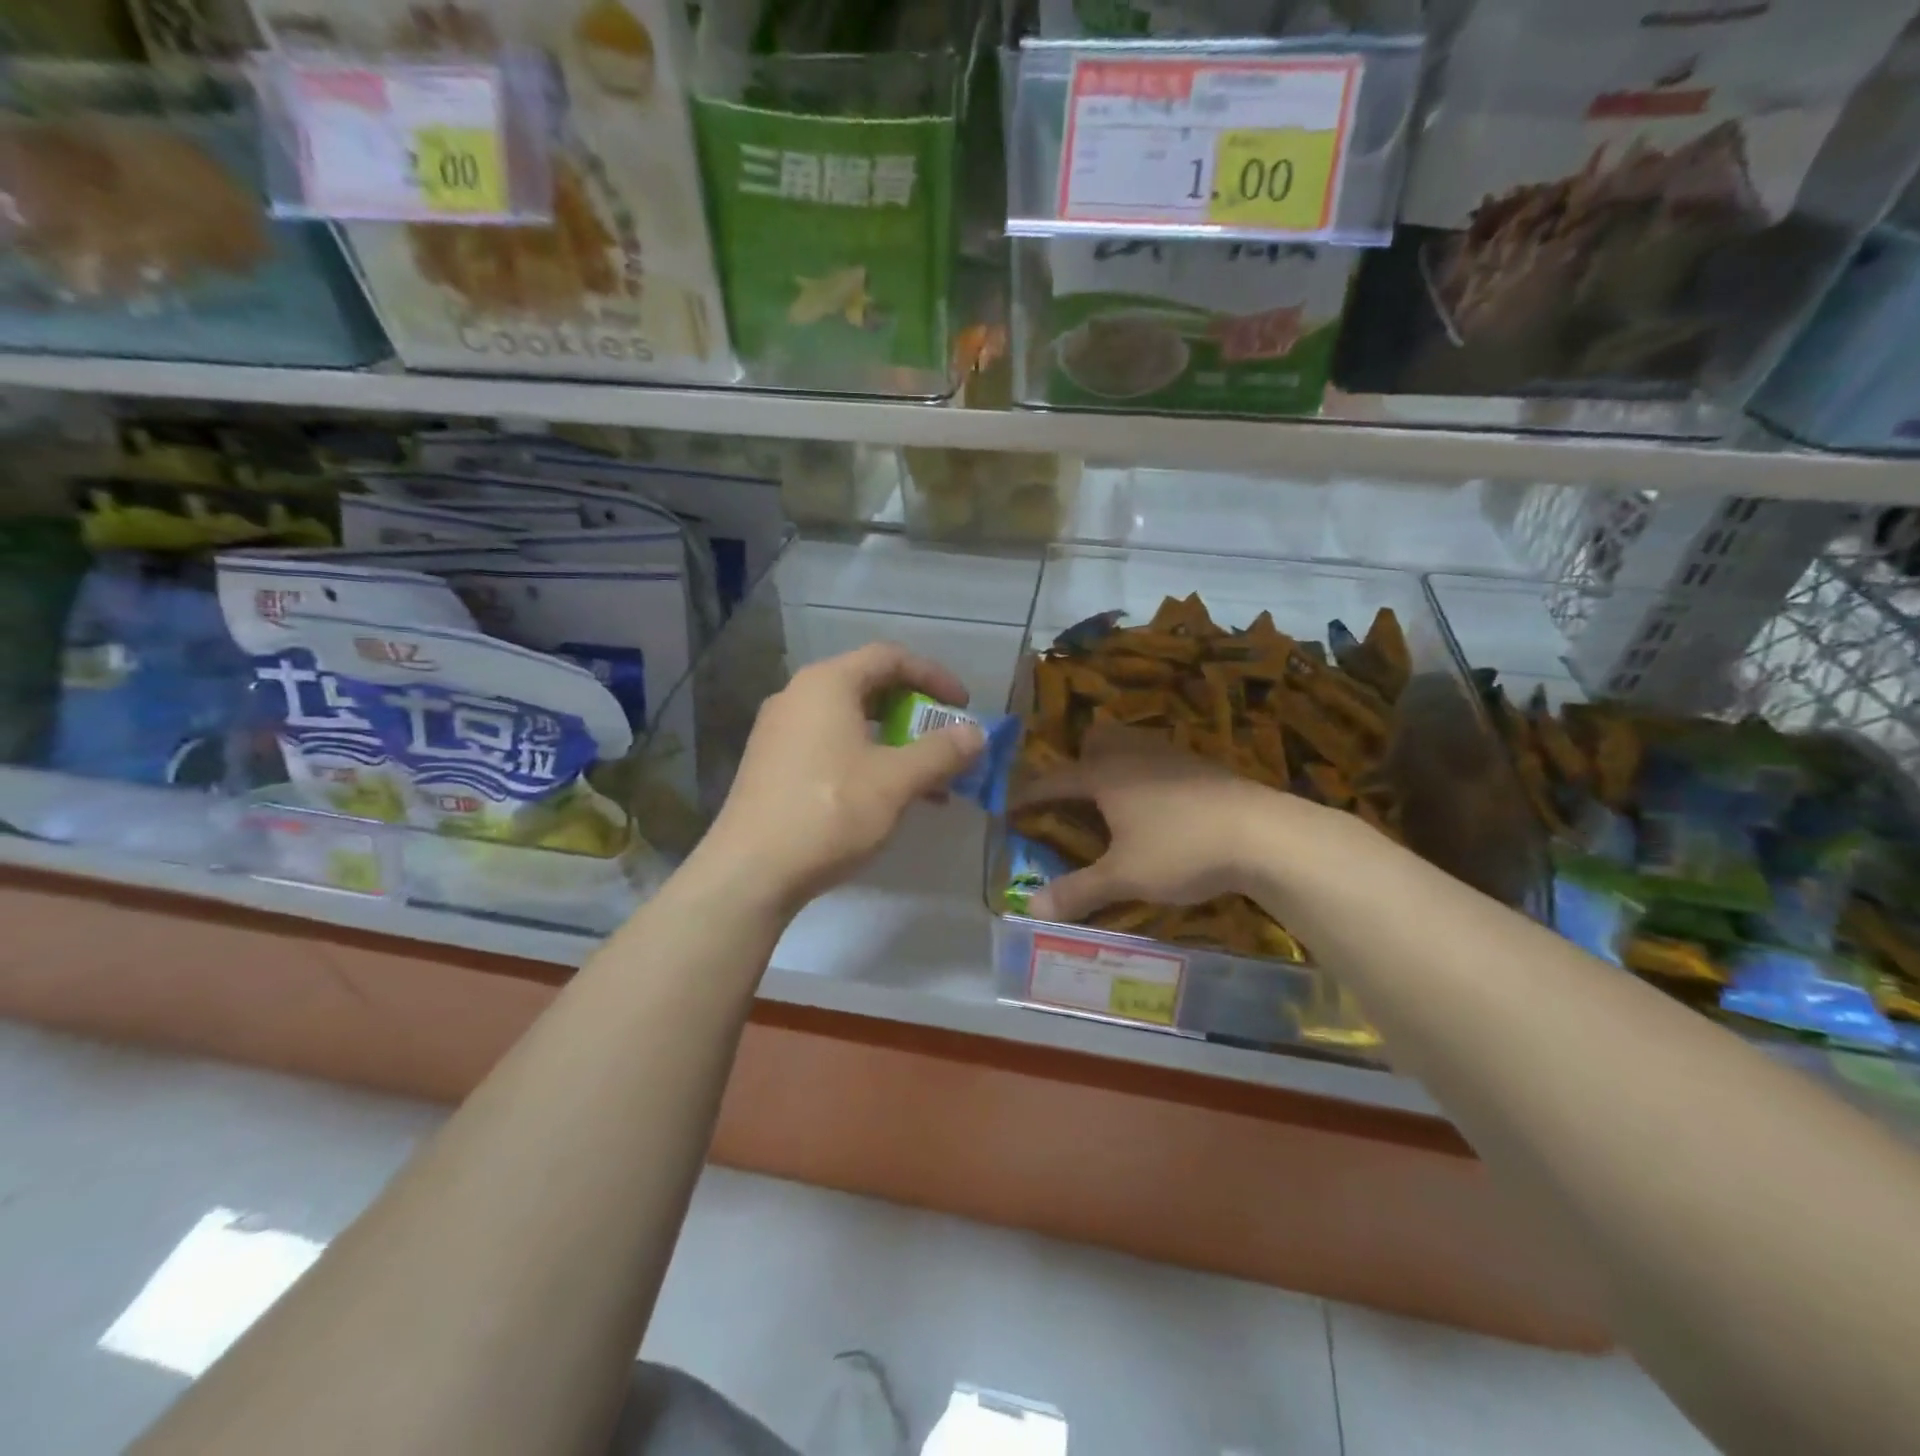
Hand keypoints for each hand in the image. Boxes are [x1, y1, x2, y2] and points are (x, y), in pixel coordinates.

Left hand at [696, 644, 984, 914]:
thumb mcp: (896, 781)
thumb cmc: (829, 812)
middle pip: (869, 687)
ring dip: (894, 743)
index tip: (964, 707)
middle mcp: (799, 696)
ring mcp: (780, 731)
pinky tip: (887, 798)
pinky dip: (866, 760)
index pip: (890, 657)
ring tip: (927, 780)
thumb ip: (941, 752)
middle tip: (945, 742)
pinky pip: (830, 745)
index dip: (934, 676)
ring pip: (851, 722)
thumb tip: (977, 735)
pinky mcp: (772, 765)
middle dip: (916, 713)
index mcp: (827, 684)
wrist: (750, 871)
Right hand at [1014, 723, 1295, 922]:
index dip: (1029, 794)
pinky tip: (1161, 806)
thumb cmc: (1182, 850)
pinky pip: (1160, 760)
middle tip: (1076, 795)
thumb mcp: (1123, 876)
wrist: (1263, 834)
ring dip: (1116, 763)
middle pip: (1097, 740)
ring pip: (1132, 744)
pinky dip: (1148, 775)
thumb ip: (1077, 891)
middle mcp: (1134, 754)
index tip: (1010, 806)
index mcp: (1105, 774)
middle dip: (1079, 760)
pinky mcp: (1203, 766)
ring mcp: (1172, 756)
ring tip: (1116, 800)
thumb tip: (1028, 910)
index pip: (1054, 780)